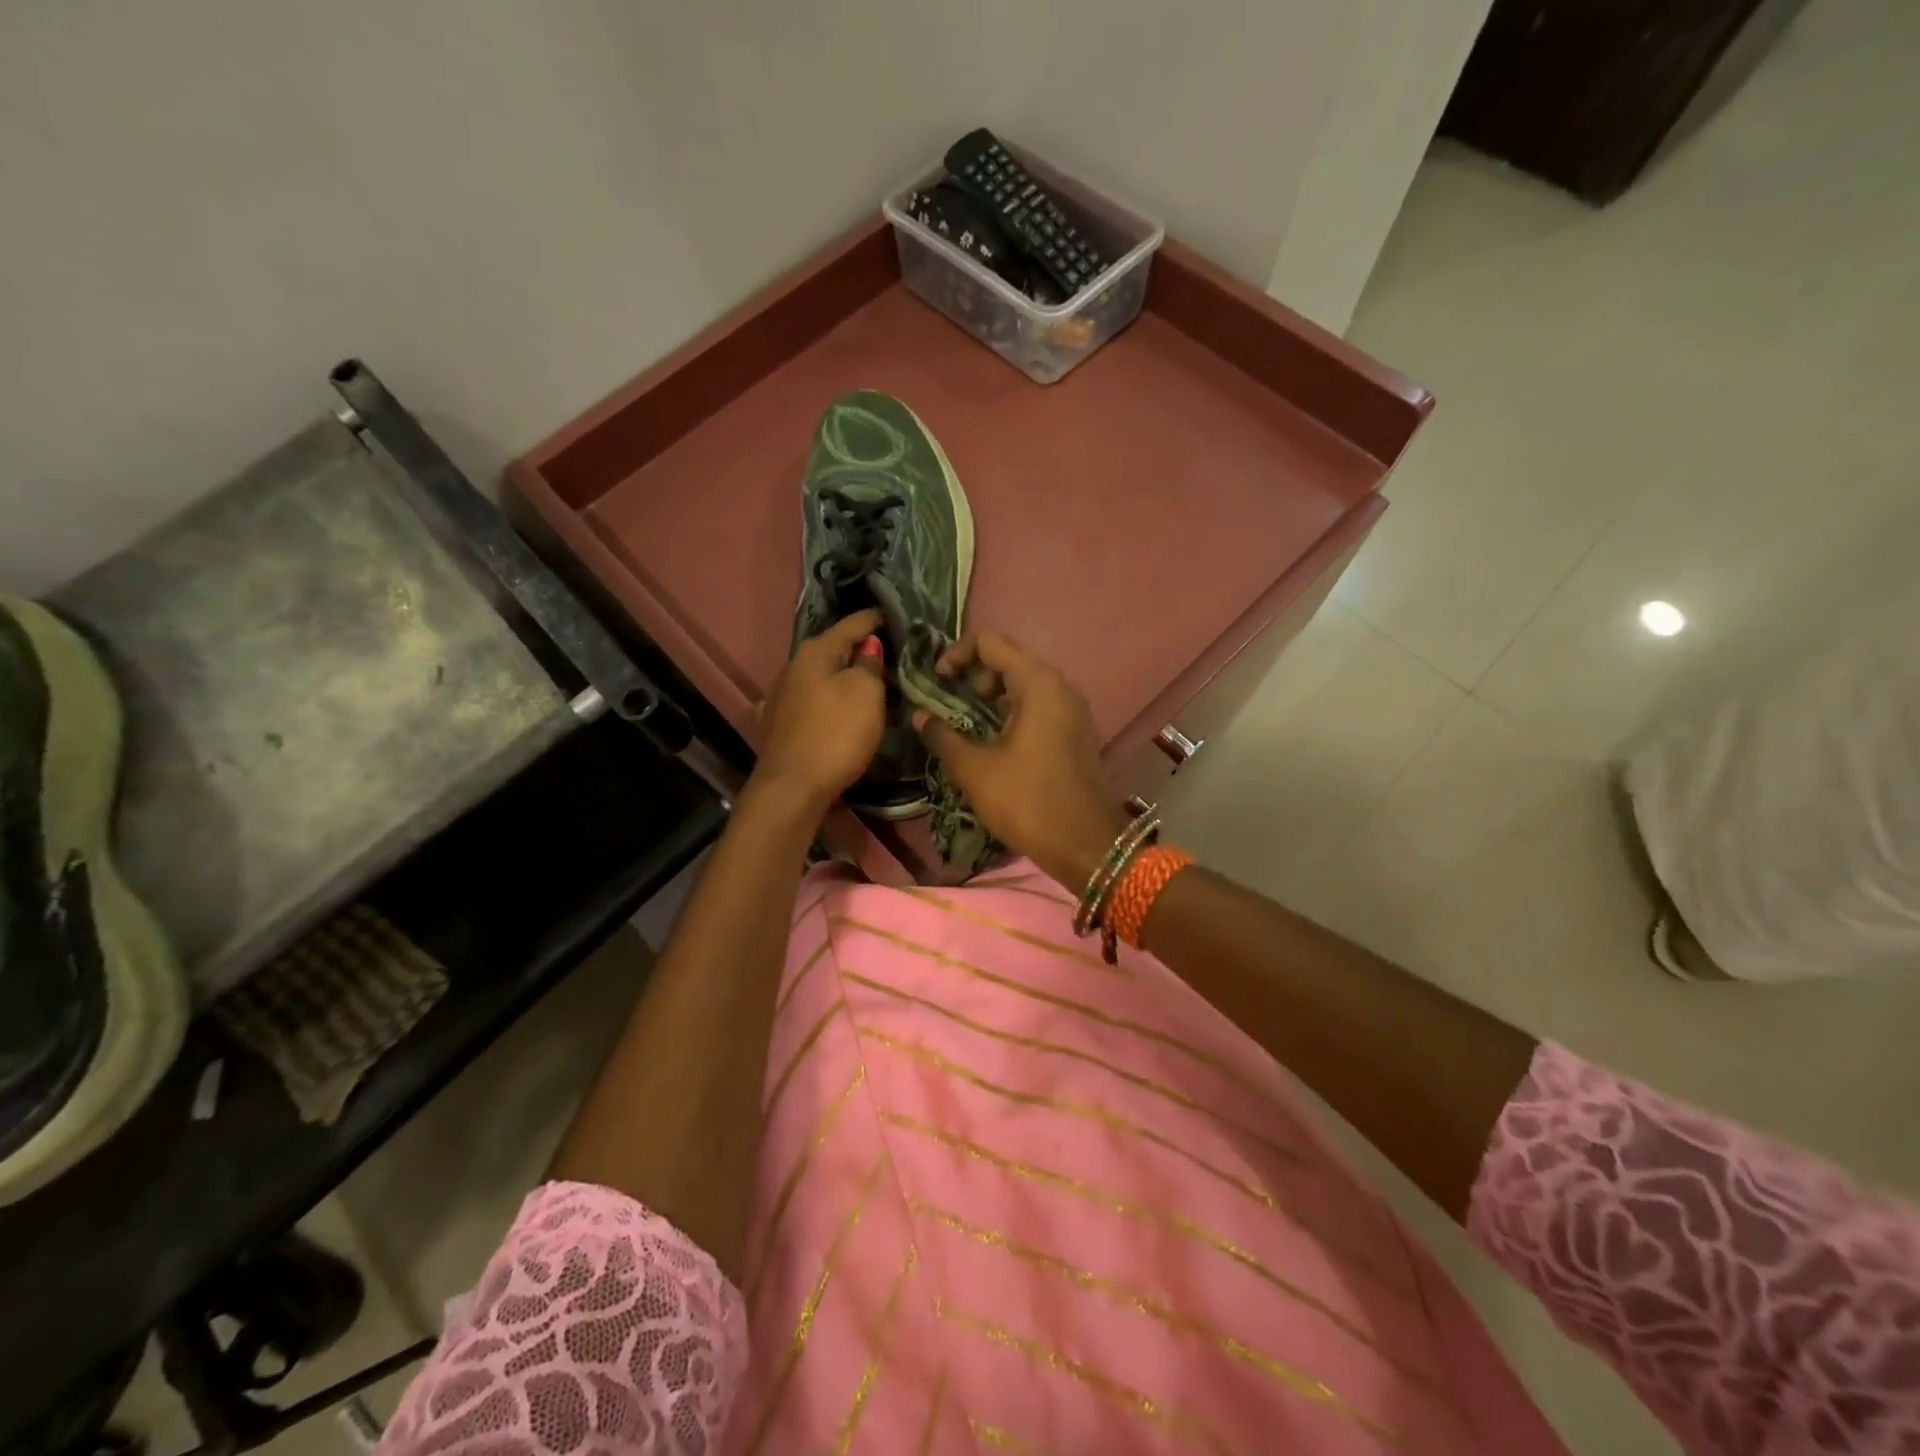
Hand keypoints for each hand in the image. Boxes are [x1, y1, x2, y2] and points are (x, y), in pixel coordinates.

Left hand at [753, 610, 887, 813]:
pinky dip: (824, 700)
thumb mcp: (865, 693)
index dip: (874, 619)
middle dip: (857, 649)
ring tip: (865, 680)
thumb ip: (870, 665)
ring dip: (840, 676)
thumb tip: (868, 647)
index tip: (892, 614)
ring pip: (818, 677)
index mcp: (814, 652)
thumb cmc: (836, 734)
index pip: (851, 625)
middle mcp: (792, 667)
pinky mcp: (777, 725)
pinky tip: (829, 707)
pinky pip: (808, 702)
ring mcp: (779, 697)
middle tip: (887, 651)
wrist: (792, 788)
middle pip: (832, 650)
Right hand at [915, 631, 1128, 889]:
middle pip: (1009, 660)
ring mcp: (1072, 710)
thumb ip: (943, 736)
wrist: (1087, 846)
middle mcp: (1060, 687)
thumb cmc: (1028, 802)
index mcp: (1038, 684)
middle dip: (973, 676)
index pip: (990, 642)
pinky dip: (1011, 712)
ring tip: (966, 726)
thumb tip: (919, 716)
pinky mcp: (1075, 732)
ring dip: (991, 697)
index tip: (936, 683)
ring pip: (1024, 685)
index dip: (956, 655)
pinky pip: (1038, 706)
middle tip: (951, 706)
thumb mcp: (976, 770)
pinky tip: (994, 743)